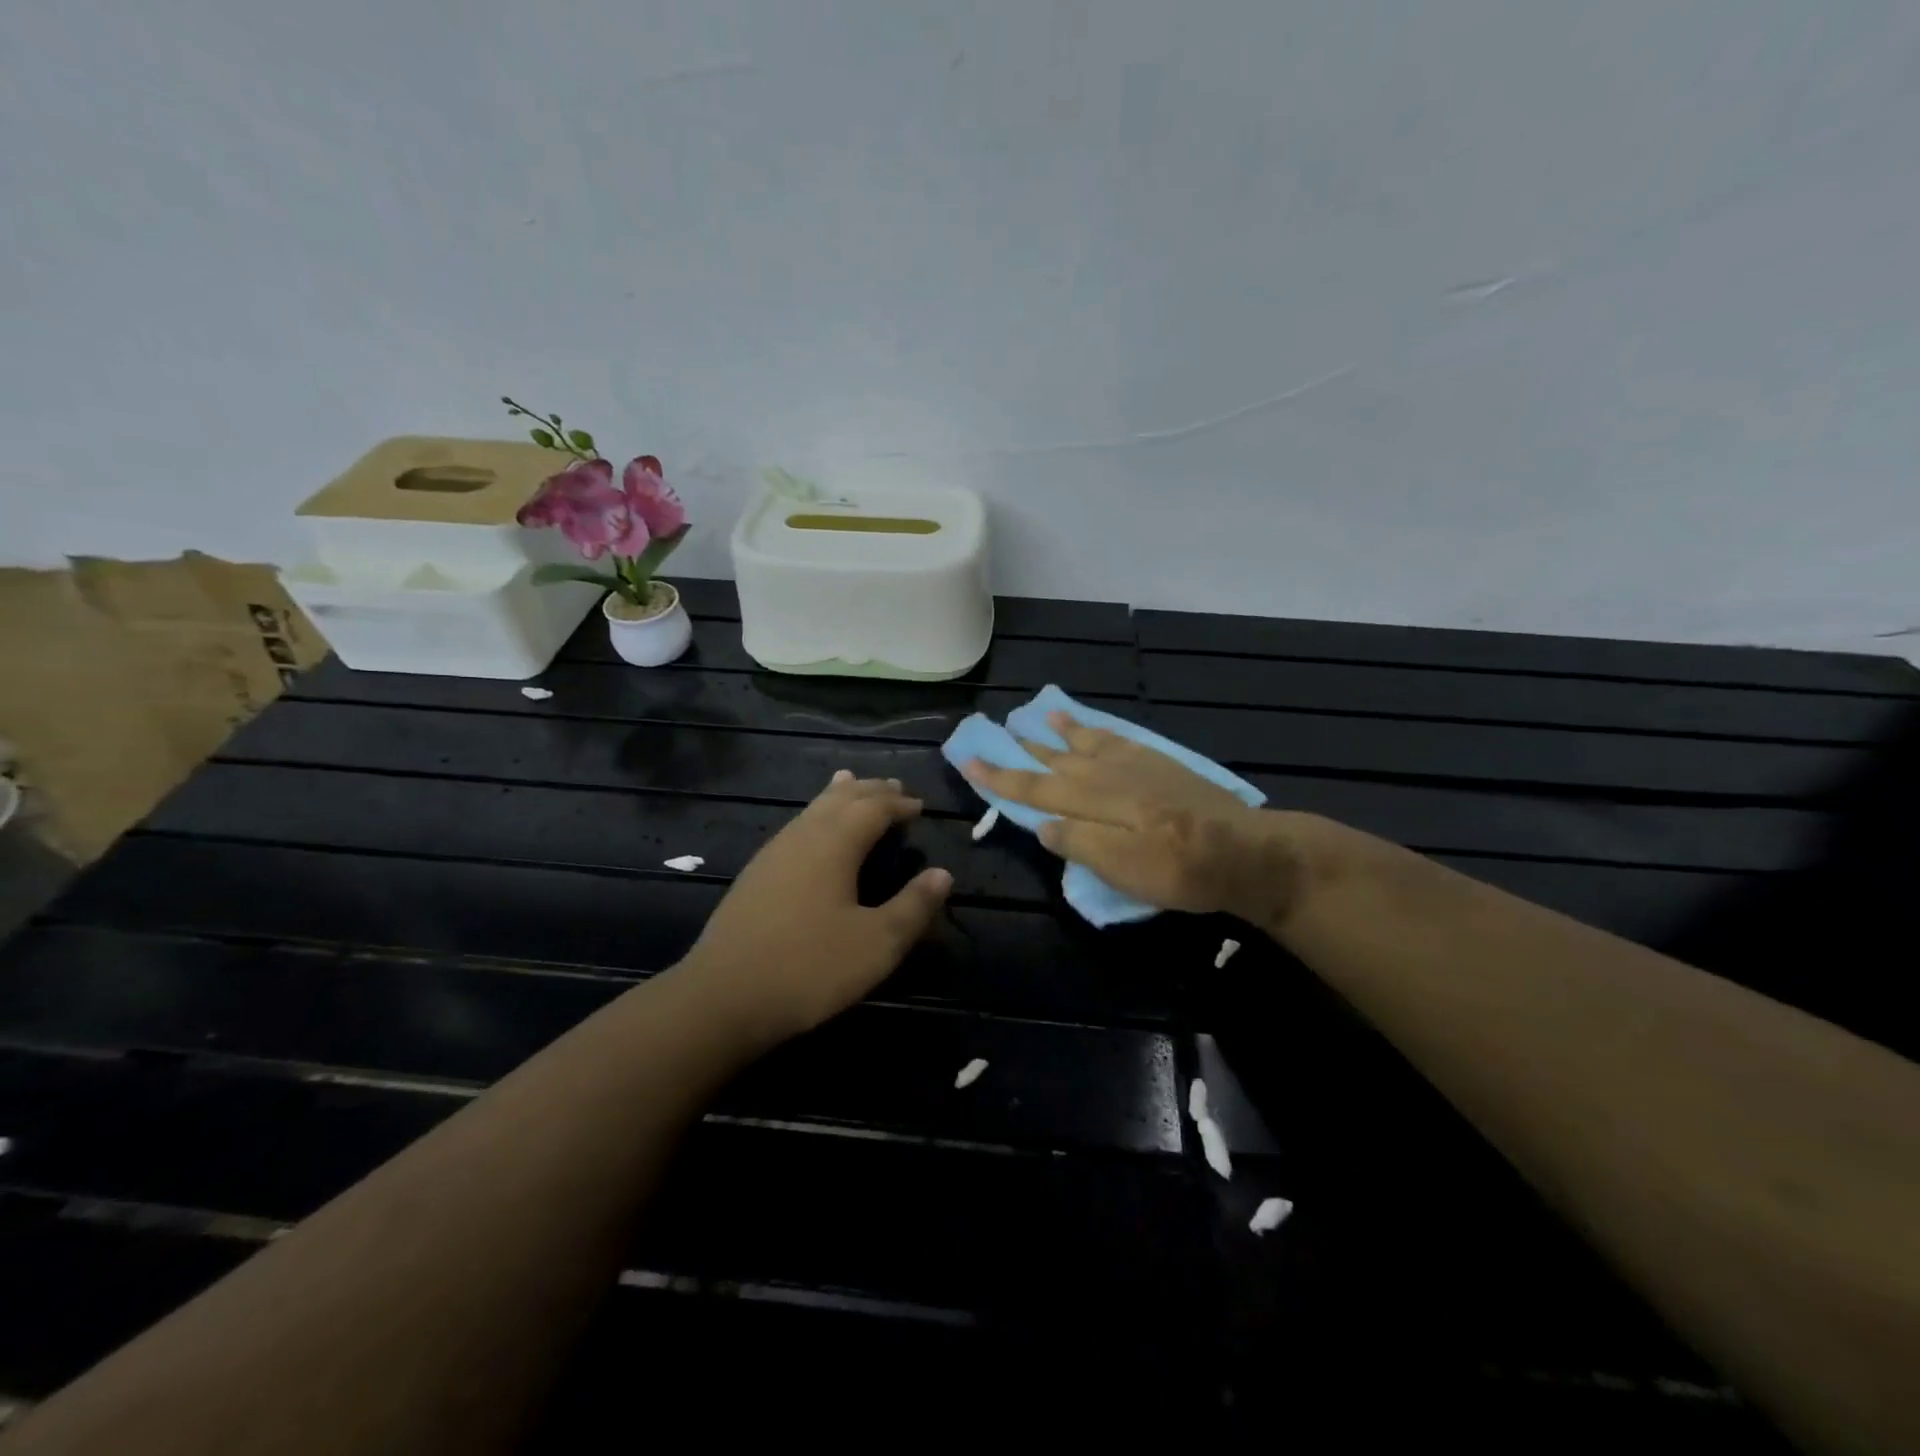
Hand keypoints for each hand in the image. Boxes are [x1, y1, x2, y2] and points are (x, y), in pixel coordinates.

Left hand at [684, 772, 951, 1041]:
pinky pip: (796, 826)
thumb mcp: (876, 944)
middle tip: (895, 788)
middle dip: (871, 791)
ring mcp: (773, 853)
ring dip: (839, 796)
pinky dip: (816, 815)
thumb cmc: (809, 968)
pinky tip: (812, 831)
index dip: (899, 804)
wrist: (723, 997)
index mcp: (834, 844)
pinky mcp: (756, 874)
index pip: (873, 808)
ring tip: (851, 783)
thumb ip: (913, 907)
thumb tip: (942, 874)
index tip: (919, 807)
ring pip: (812, 809)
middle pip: (841, 798)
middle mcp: (803, 836)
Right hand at [963, 713, 1292, 919]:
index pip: (1036, 788)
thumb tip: (1042, 824)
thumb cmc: (1179, 870)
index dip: (1001, 777)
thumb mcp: (1123, 870)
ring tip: (1041, 715)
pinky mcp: (1162, 765)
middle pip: (1057, 760)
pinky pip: (1120, 739)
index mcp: (1094, 803)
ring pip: (1087, 743)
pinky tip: (1095, 728)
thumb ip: (1079, 844)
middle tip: (997, 728)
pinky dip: (1100, 731)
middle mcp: (1109, 776)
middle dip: (1024, 747)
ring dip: (1061, 731)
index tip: (969, 761)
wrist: (1245, 852)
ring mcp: (1137, 766)